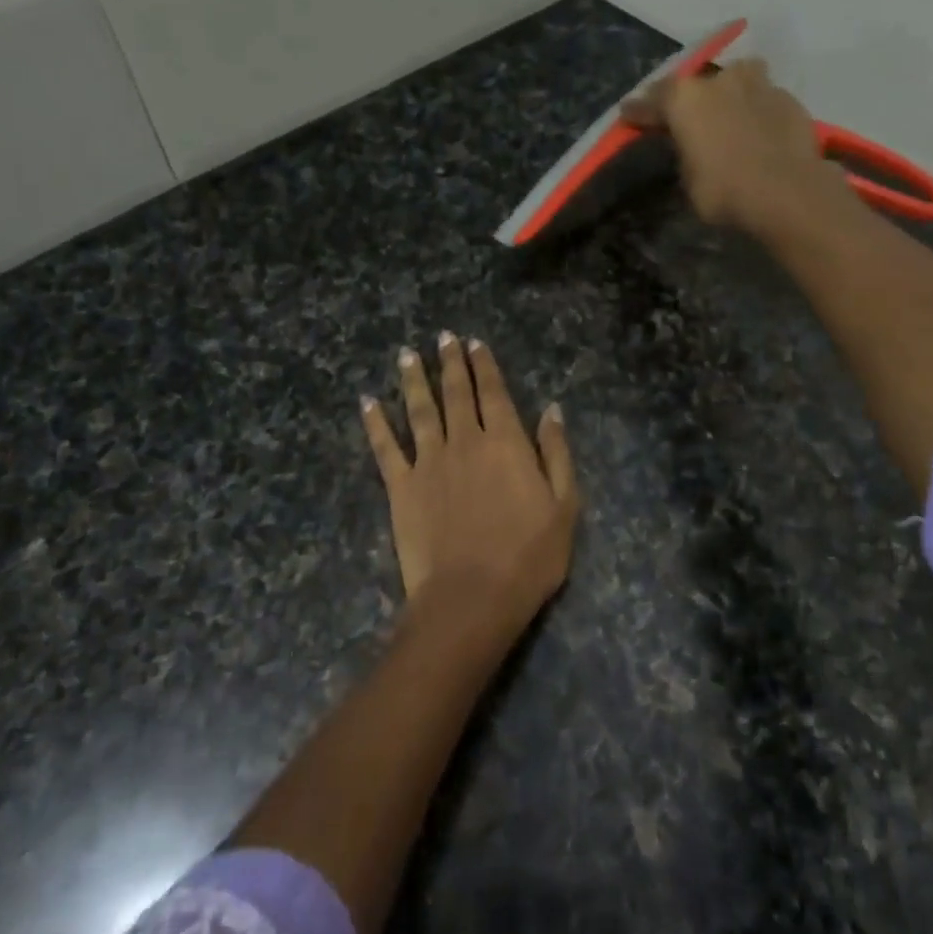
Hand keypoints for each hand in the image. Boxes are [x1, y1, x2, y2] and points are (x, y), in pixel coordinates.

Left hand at [361, 333, 579, 634]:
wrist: (472, 596)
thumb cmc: (528, 557)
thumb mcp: (564, 506)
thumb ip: (556, 454)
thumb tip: (552, 410)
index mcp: (506, 443)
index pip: (493, 393)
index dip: (484, 365)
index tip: (474, 342)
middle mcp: (464, 442)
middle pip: (455, 393)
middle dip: (449, 362)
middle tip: (442, 337)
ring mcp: (428, 463)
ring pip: (419, 410)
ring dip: (412, 380)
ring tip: (407, 355)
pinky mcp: (401, 487)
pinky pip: (385, 448)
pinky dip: (375, 423)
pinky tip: (367, 402)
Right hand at [621, 59, 841, 235]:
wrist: (787, 192)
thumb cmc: (725, 191)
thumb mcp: (690, 181)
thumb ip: (687, 154)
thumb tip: (694, 148)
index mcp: (686, 99)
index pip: (653, 100)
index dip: (639, 110)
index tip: (628, 114)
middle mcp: (720, 81)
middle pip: (698, 84)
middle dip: (690, 100)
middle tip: (688, 118)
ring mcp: (759, 85)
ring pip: (738, 80)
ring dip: (730, 94)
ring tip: (730, 114)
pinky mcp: (790, 99)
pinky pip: (764, 100)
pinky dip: (758, 112)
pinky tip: (759, 132)